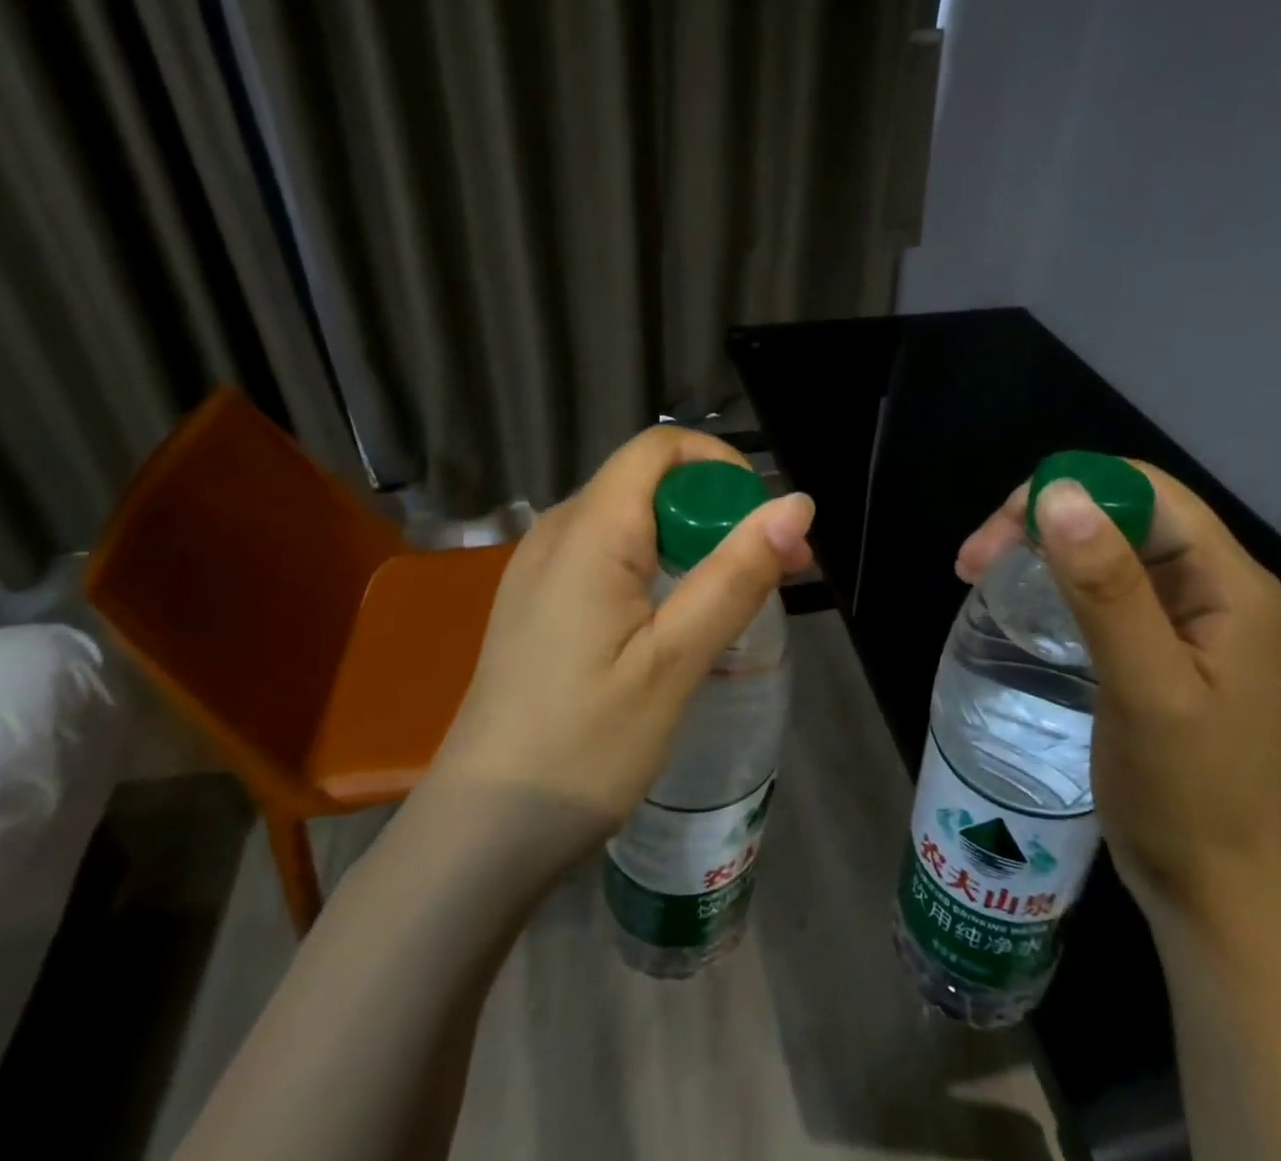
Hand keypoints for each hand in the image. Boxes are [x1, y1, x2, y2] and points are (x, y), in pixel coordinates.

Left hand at [433, 427, 814, 857]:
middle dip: (717, 511)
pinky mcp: (540, 601)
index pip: (660, 448)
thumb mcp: (675, 660)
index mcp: (588, 531)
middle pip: (649, 482)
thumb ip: (735, 575)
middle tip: (774, 570)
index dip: (720, 466)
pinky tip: (679, 619)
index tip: (764, 521)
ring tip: (738, 598)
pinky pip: (608, 554)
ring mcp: (541, 567)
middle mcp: (558, 531)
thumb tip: (796, 503)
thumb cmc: (584, 746)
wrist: (484, 831)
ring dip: (692, 541)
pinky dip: (658, 566)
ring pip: (632, 520)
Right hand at [957, 464, 1280, 926]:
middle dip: (1043, 518)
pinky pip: (1102, 582)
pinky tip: (1019, 596)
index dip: (1068, 489)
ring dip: (1041, 545)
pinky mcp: (1159, 640)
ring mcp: (1187, 614)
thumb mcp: (1146, 689)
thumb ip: (1107, 590)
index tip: (1000, 530)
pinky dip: (1053, 577)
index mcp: (1230, 582)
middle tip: (973, 560)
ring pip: (1106, 544)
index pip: (1144, 491)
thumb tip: (1059, 493)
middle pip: (1121, 512)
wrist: (1209, 889)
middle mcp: (1214, 584)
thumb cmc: (1183, 794)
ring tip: (979, 572)